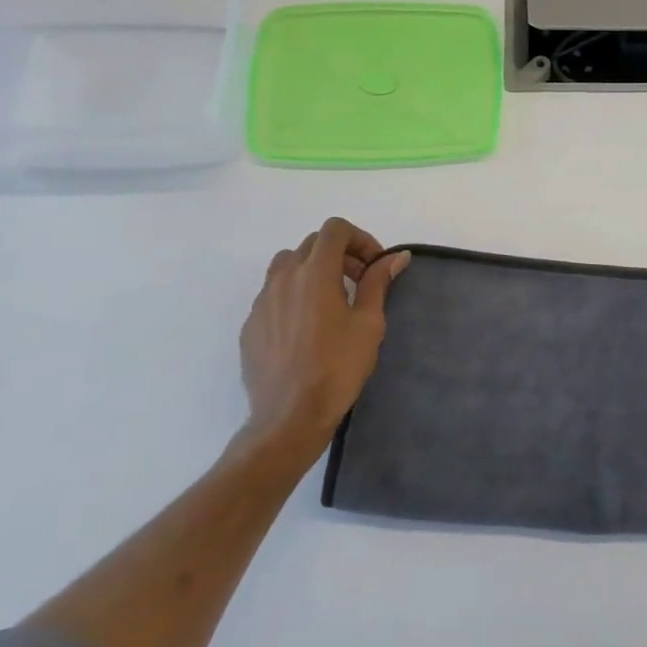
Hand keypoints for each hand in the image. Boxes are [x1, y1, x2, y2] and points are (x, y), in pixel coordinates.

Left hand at [238, 218, 409, 452]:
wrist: (289, 417)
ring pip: (287, 266)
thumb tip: (396, 256)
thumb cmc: (337, 368)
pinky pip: (273, 295)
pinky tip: (307, 329)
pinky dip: (294, 296)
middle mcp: (283, 278)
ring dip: (312, 271)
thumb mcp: (369, 323)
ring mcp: (262, 301)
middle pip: (312, 244)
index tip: (374, 266)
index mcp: (315, 272)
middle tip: (360, 283)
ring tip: (331, 302)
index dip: (360, 239)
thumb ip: (378, 282)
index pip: (335, 229)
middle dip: (340, 255)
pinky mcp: (251, 325)